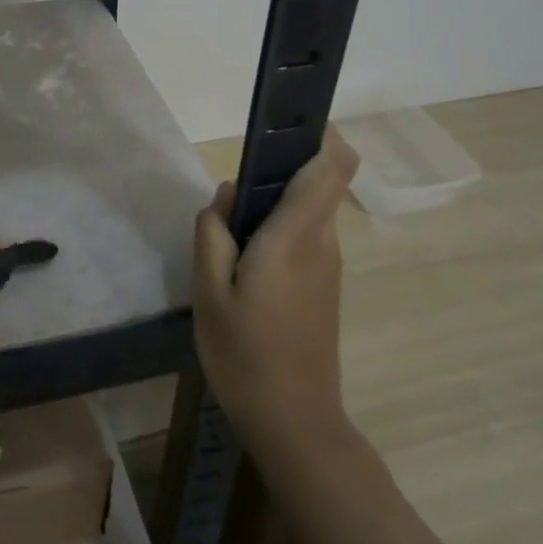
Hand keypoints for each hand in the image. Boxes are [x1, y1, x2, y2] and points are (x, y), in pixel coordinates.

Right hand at [194, 128, 358, 458]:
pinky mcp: (325, 287)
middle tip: (227, 205)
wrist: (294, 419)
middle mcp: (322, 242)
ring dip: (271, 210)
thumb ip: (213, 234)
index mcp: (296, 236)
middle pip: (316, 183)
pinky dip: (276, 236)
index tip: (287, 124)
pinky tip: (242, 270)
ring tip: (226, 241)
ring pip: (306, 213)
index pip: (333, 165)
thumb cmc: (245, 354)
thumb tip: (226, 196)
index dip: (321, 133)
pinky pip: (304, 240)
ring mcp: (328, 266)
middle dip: (275, 176)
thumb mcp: (209, 293)